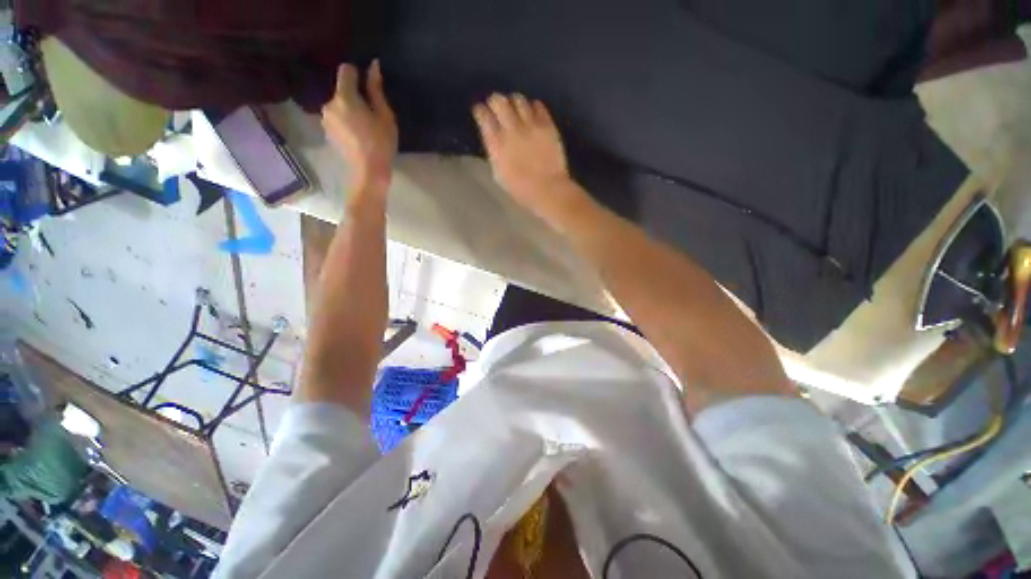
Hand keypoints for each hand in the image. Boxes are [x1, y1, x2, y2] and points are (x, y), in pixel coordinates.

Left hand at [321, 60, 396, 191]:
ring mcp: (326, 118)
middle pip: (342, 90)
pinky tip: (358, 136)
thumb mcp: (385, 116)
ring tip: (365, 128)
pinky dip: (346, 121)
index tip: (369, 88)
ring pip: (339, 105)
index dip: (358, 74)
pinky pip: (337, 118)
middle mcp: (330, 103)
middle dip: (355, 97)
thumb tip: (373, 66)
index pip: (346, 70)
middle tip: (372, 115)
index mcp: (345, 97)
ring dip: (350, 110)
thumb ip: (376, 90)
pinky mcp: (327, 131)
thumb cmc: (381, 143)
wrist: (369, 172)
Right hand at [473, 94, 576, 220]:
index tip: (480, 112)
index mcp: (497, 144)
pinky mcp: (547, 125)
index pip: (483, 116)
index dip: (480, 111)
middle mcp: (512, 129)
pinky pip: (538, 105)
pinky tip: (532, 114)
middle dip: (495, 101)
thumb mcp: (499, 173)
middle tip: (497, 108)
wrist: (548, 190)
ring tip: (516, 110)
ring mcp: (531, 125)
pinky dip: (532, 107)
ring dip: (514, 102)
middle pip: (499, 100)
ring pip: (518, 99)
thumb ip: (494, 152)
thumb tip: (493, 138)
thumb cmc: (521, 189)